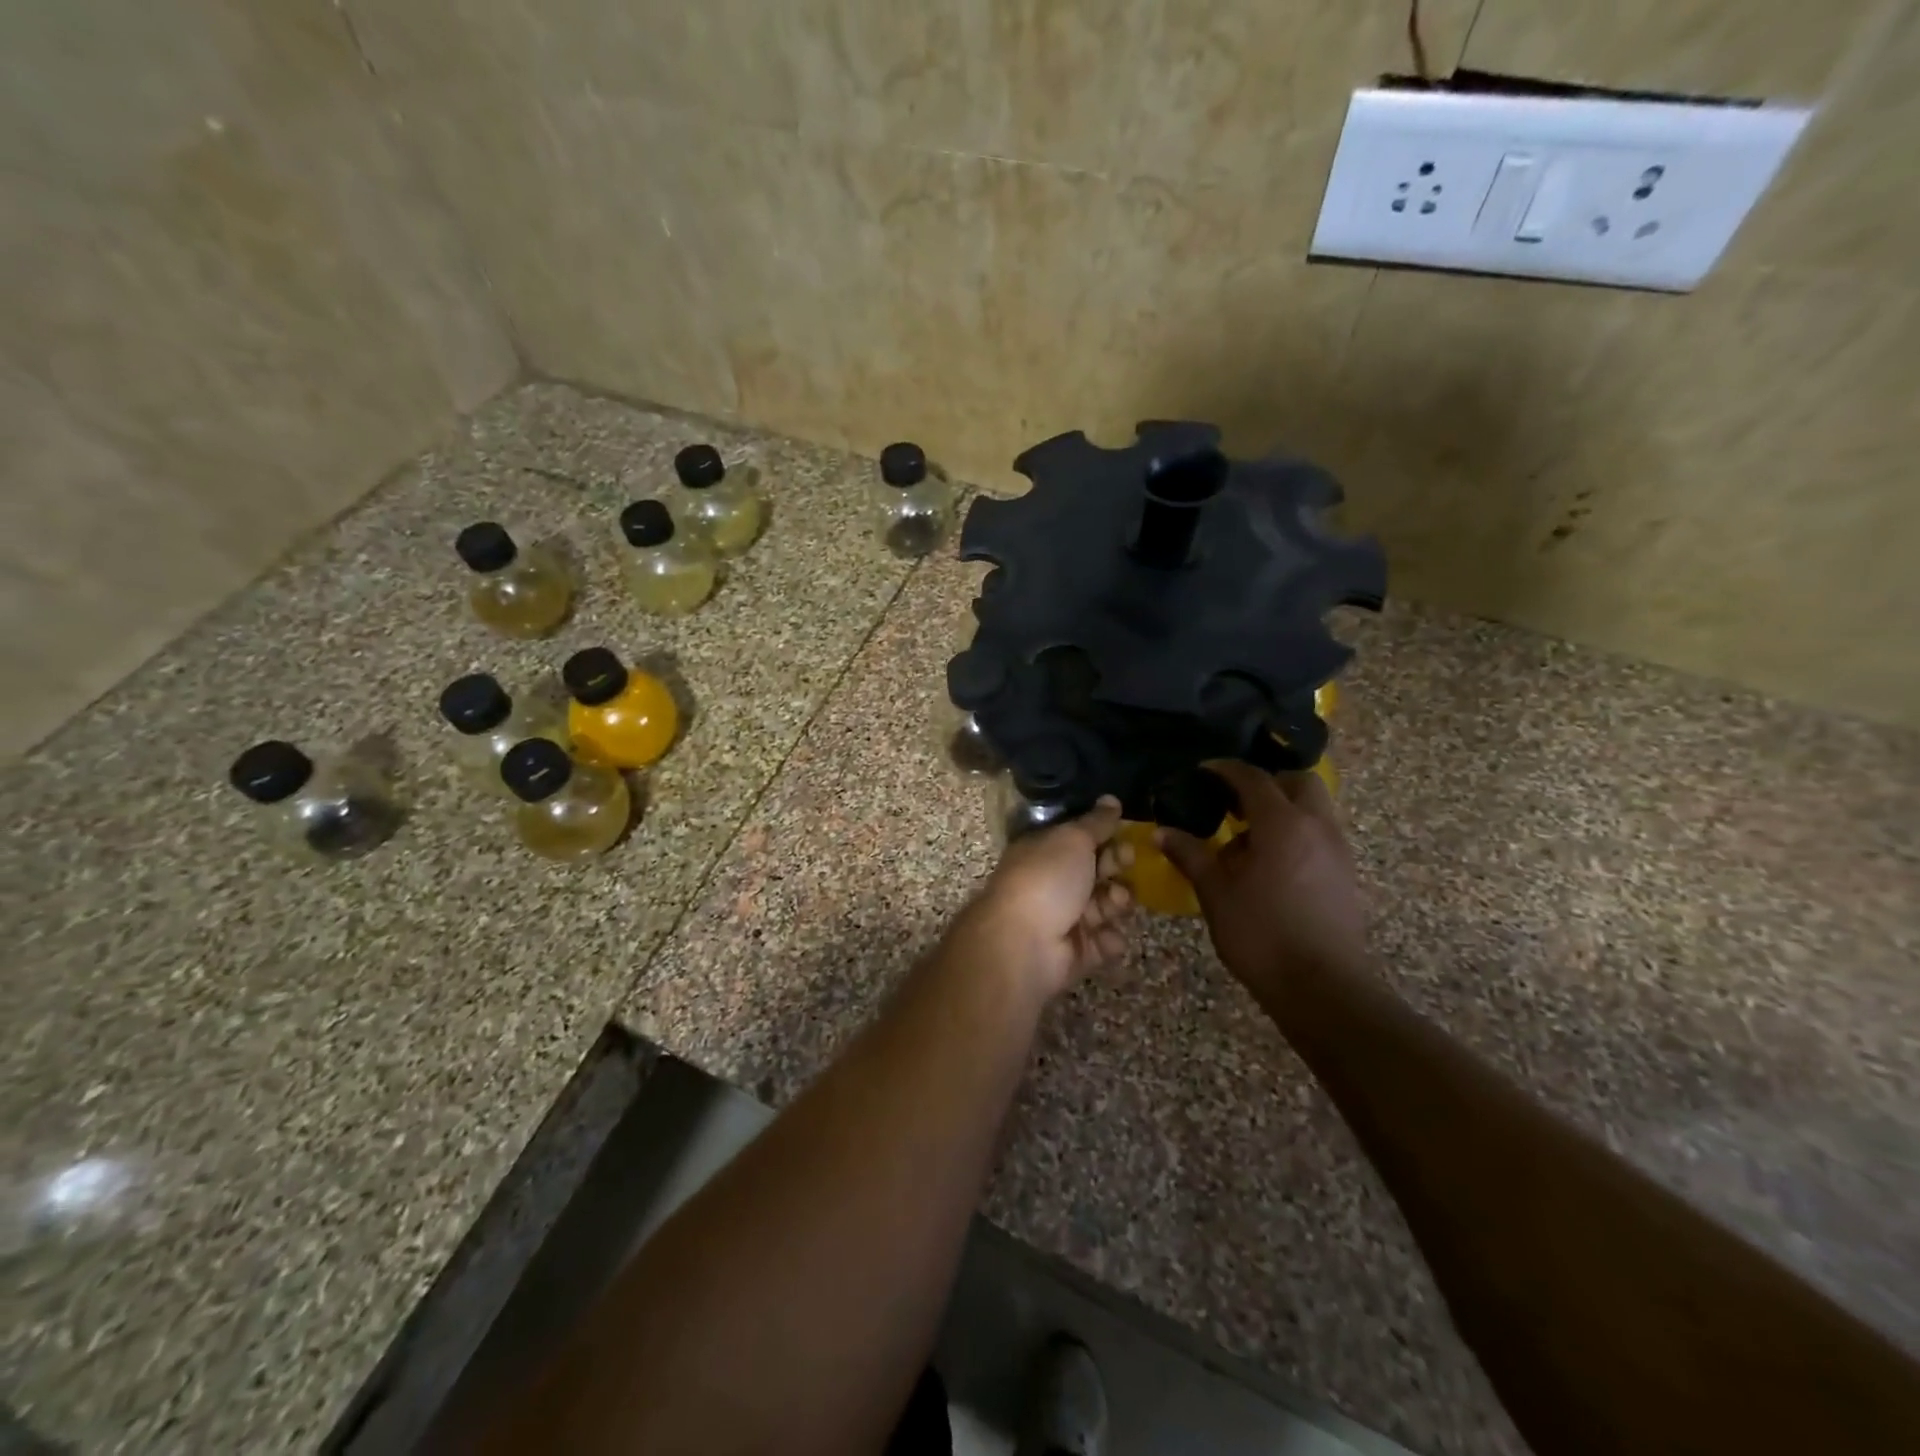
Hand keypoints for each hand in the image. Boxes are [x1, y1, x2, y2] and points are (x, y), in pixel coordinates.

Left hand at [966, 796, 1133, 997]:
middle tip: (1125, 863)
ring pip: (1105, 906)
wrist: (1024, 944)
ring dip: (1116, 901)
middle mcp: (1053, 883)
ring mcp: (1064, 919)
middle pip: (1096, 871)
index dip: (1105, 835)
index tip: (1125, 832)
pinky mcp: (1076, 953)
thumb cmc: (1046, 880)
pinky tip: (1106, 936)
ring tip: (1115, 901)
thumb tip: (1111, 799)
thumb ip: (1096, 822)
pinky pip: (1104, 942)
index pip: (1080, 840)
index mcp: (1044, 852)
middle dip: (1116, 866)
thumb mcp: (1072, 839)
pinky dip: (1109, 939)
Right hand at [1157, 762, 1366, 1007]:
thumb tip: (1162, 832)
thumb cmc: (1261, 934)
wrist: (1323, 988)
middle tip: (1234, 802)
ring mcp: (1337, 850)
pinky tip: (1269, 865)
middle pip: (1297, 782)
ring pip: (1313, 808)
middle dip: (1266, 783)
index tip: (1202, 772)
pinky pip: (1319, 834)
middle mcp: (1316, 826)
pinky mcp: (1345, 874)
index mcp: (1282, 824)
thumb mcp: (1216, 893)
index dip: (1225, 769)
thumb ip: (1190, 855)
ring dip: (1282, 809)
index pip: (1253, 778)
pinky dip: (1295, 833)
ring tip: (1247, 839)